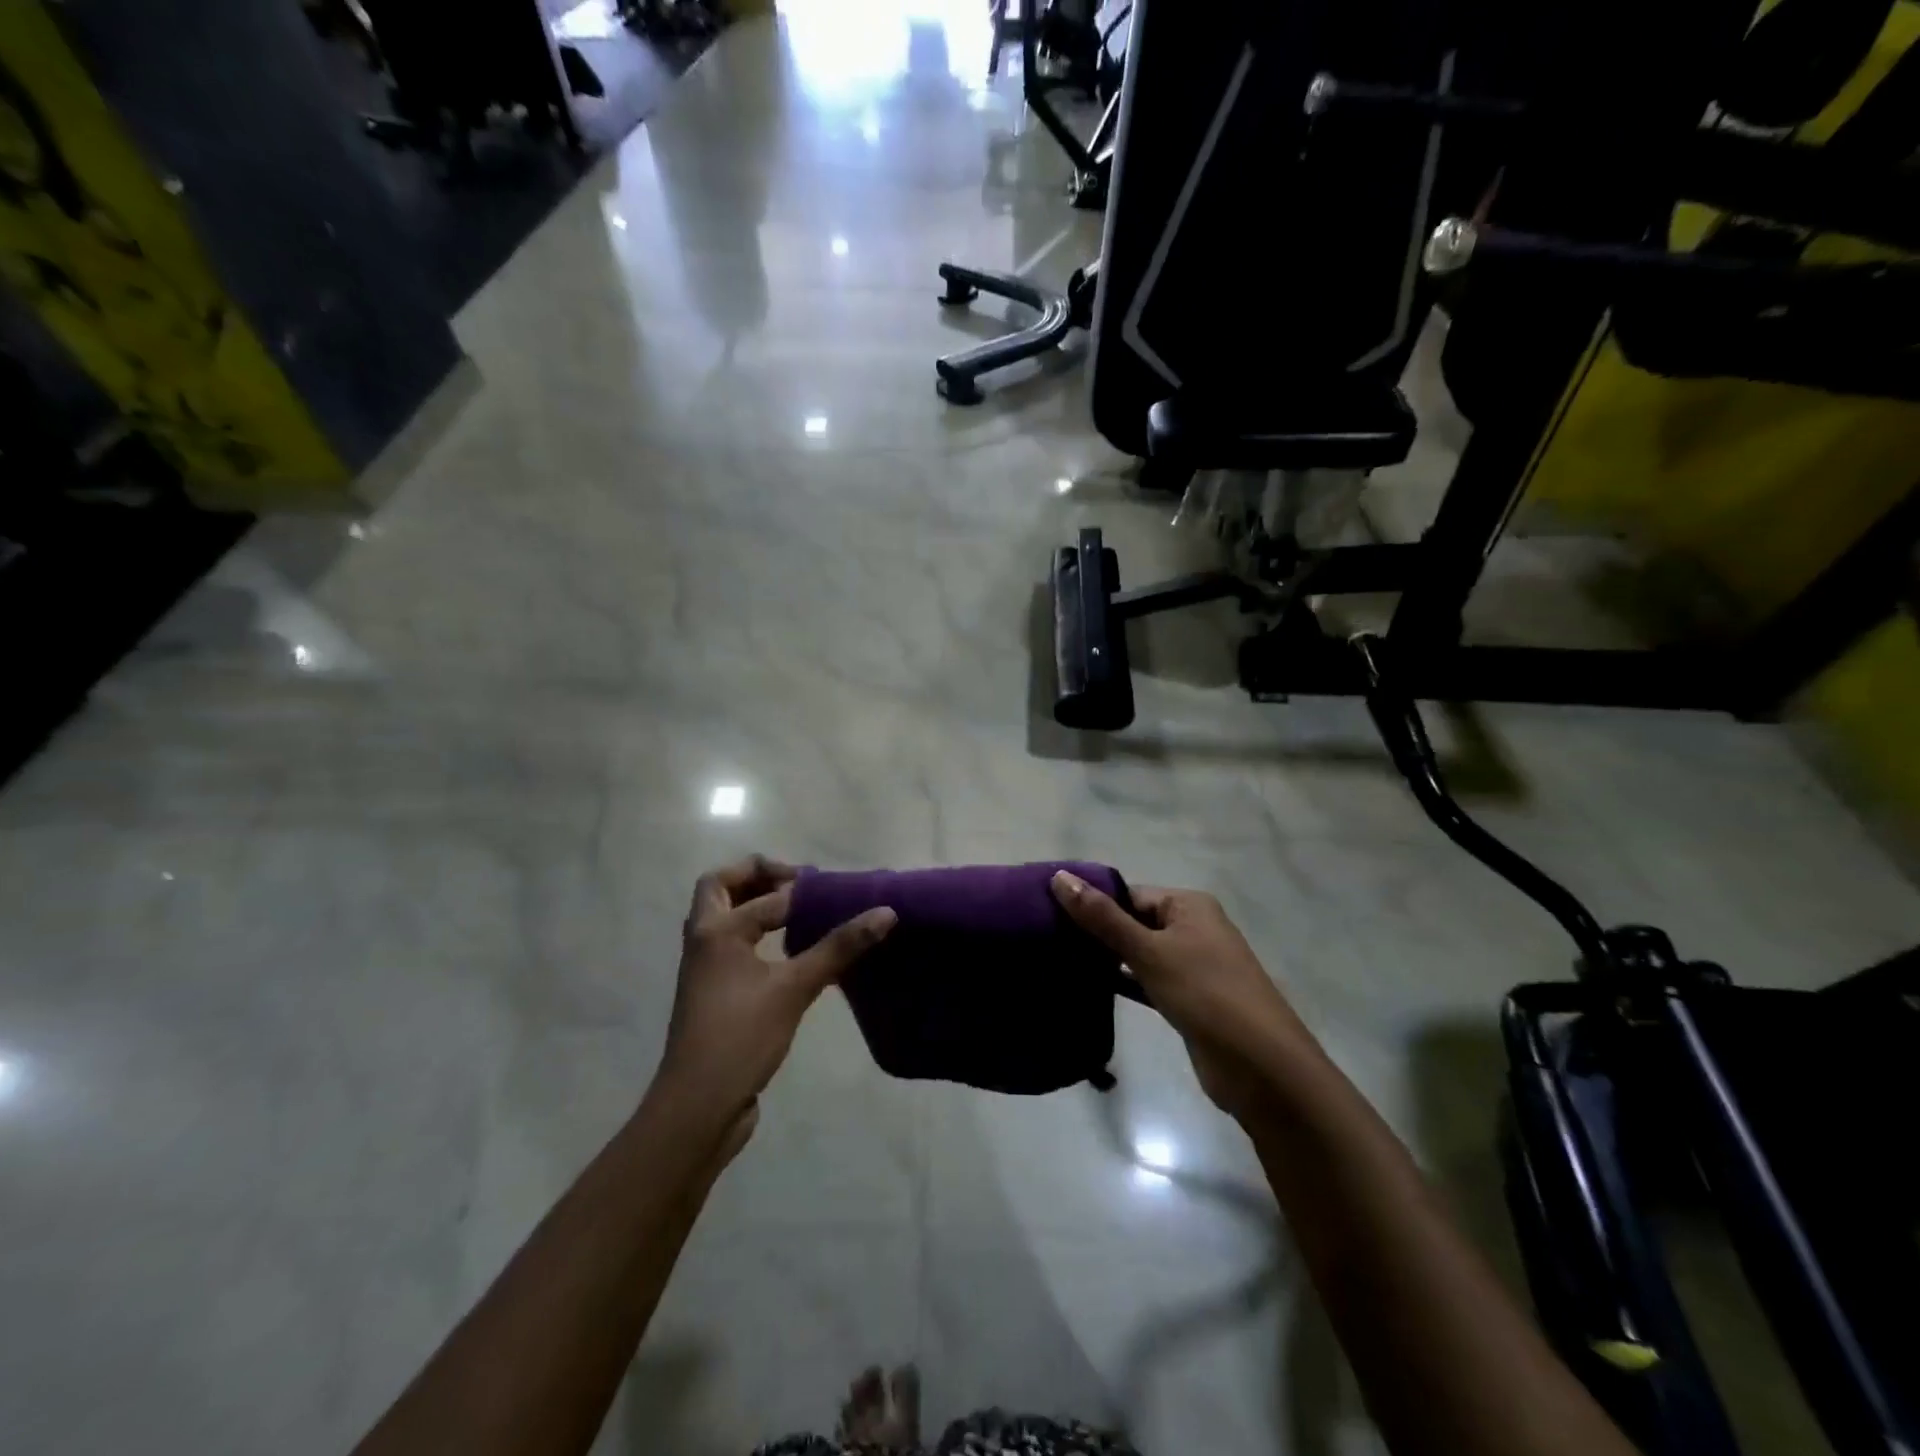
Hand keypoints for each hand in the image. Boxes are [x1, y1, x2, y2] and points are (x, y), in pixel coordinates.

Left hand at [653, 856, 896, 1153]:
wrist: (698, 1106)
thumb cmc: (742, 1036)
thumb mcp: (795, 987)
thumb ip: (839, 947)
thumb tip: (886, 912)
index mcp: (716, 930)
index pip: (765, 896)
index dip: (801, 891)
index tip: (834, 893)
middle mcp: (702, 941)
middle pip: (720, 887)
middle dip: (756, 876)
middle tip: (796, 883)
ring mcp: (703, 969)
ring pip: (722, 918)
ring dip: (752, 904)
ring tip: (794, 910)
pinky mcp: (711, 993)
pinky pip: (730, 946)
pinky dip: (754, 935)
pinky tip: (787, 954)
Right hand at [1050, 872, 1319, 1120]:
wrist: (1260, 1066)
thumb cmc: (1204, 993)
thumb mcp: (1148, 951)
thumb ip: (1102, 917)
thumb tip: (1058, 877)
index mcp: (1189, 905)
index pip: (1129, 893)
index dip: (1092, 902)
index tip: (1048, 913)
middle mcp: (1193, 928)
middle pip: (1134, 921)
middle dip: (1097, 931)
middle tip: (1048, 939)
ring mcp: (1193, 966)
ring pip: (1140, 953)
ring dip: (1108, 958)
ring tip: (1059, 961)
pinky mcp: (1188, 999)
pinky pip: (1148, 981)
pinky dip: (1124, 982)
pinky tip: (1090, 987)